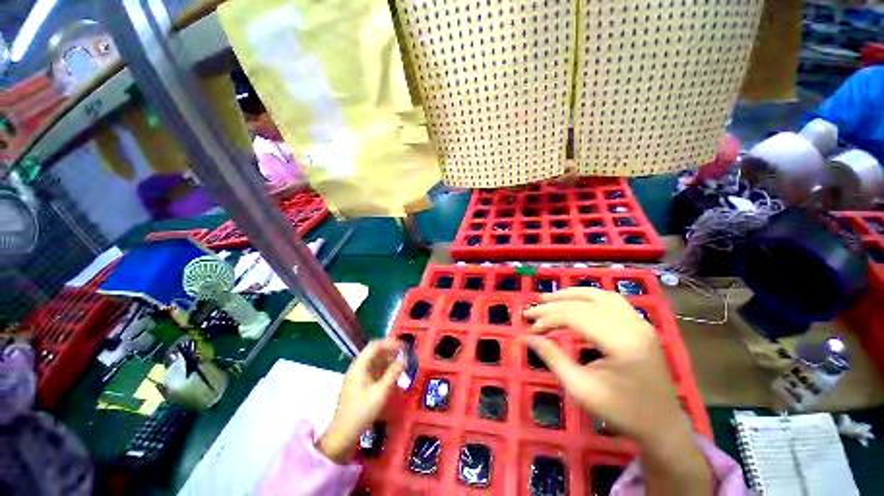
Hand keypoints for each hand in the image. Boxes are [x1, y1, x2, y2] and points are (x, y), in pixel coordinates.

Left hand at [317, 340, 403, 463]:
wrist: (343, 434)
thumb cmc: (362, 410)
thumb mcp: (381, 391)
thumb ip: (394, 373)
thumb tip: (405, 359)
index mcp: (360, 365)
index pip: (375, 345)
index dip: (390, 343)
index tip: (404, 346)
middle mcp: (357, 367)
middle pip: (374, 352)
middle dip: (390, 351)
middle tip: (404, 354)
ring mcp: (357, 376)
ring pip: (374, 362)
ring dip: (388, 360)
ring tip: (401, 364)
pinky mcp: (359, 385)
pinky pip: (373, 371)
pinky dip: (383, 370)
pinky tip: (392, 376)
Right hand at [522, 288, 711, 494]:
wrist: (662, 425)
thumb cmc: (621, 411)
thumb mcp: (580, 389)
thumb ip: (552, 358)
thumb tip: (526, 337)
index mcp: (622, 342)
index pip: (575, 316)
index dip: (548, 318)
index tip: (529, 329)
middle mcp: (633, 324)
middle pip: (584, 303)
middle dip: (553, 305)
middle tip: (530, 311)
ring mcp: (640, 321)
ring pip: (599, 295)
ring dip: (570, 295)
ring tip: (547, 298)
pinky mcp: (640, 323)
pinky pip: (611, 300)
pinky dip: (588, 297)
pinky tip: (574, 301)